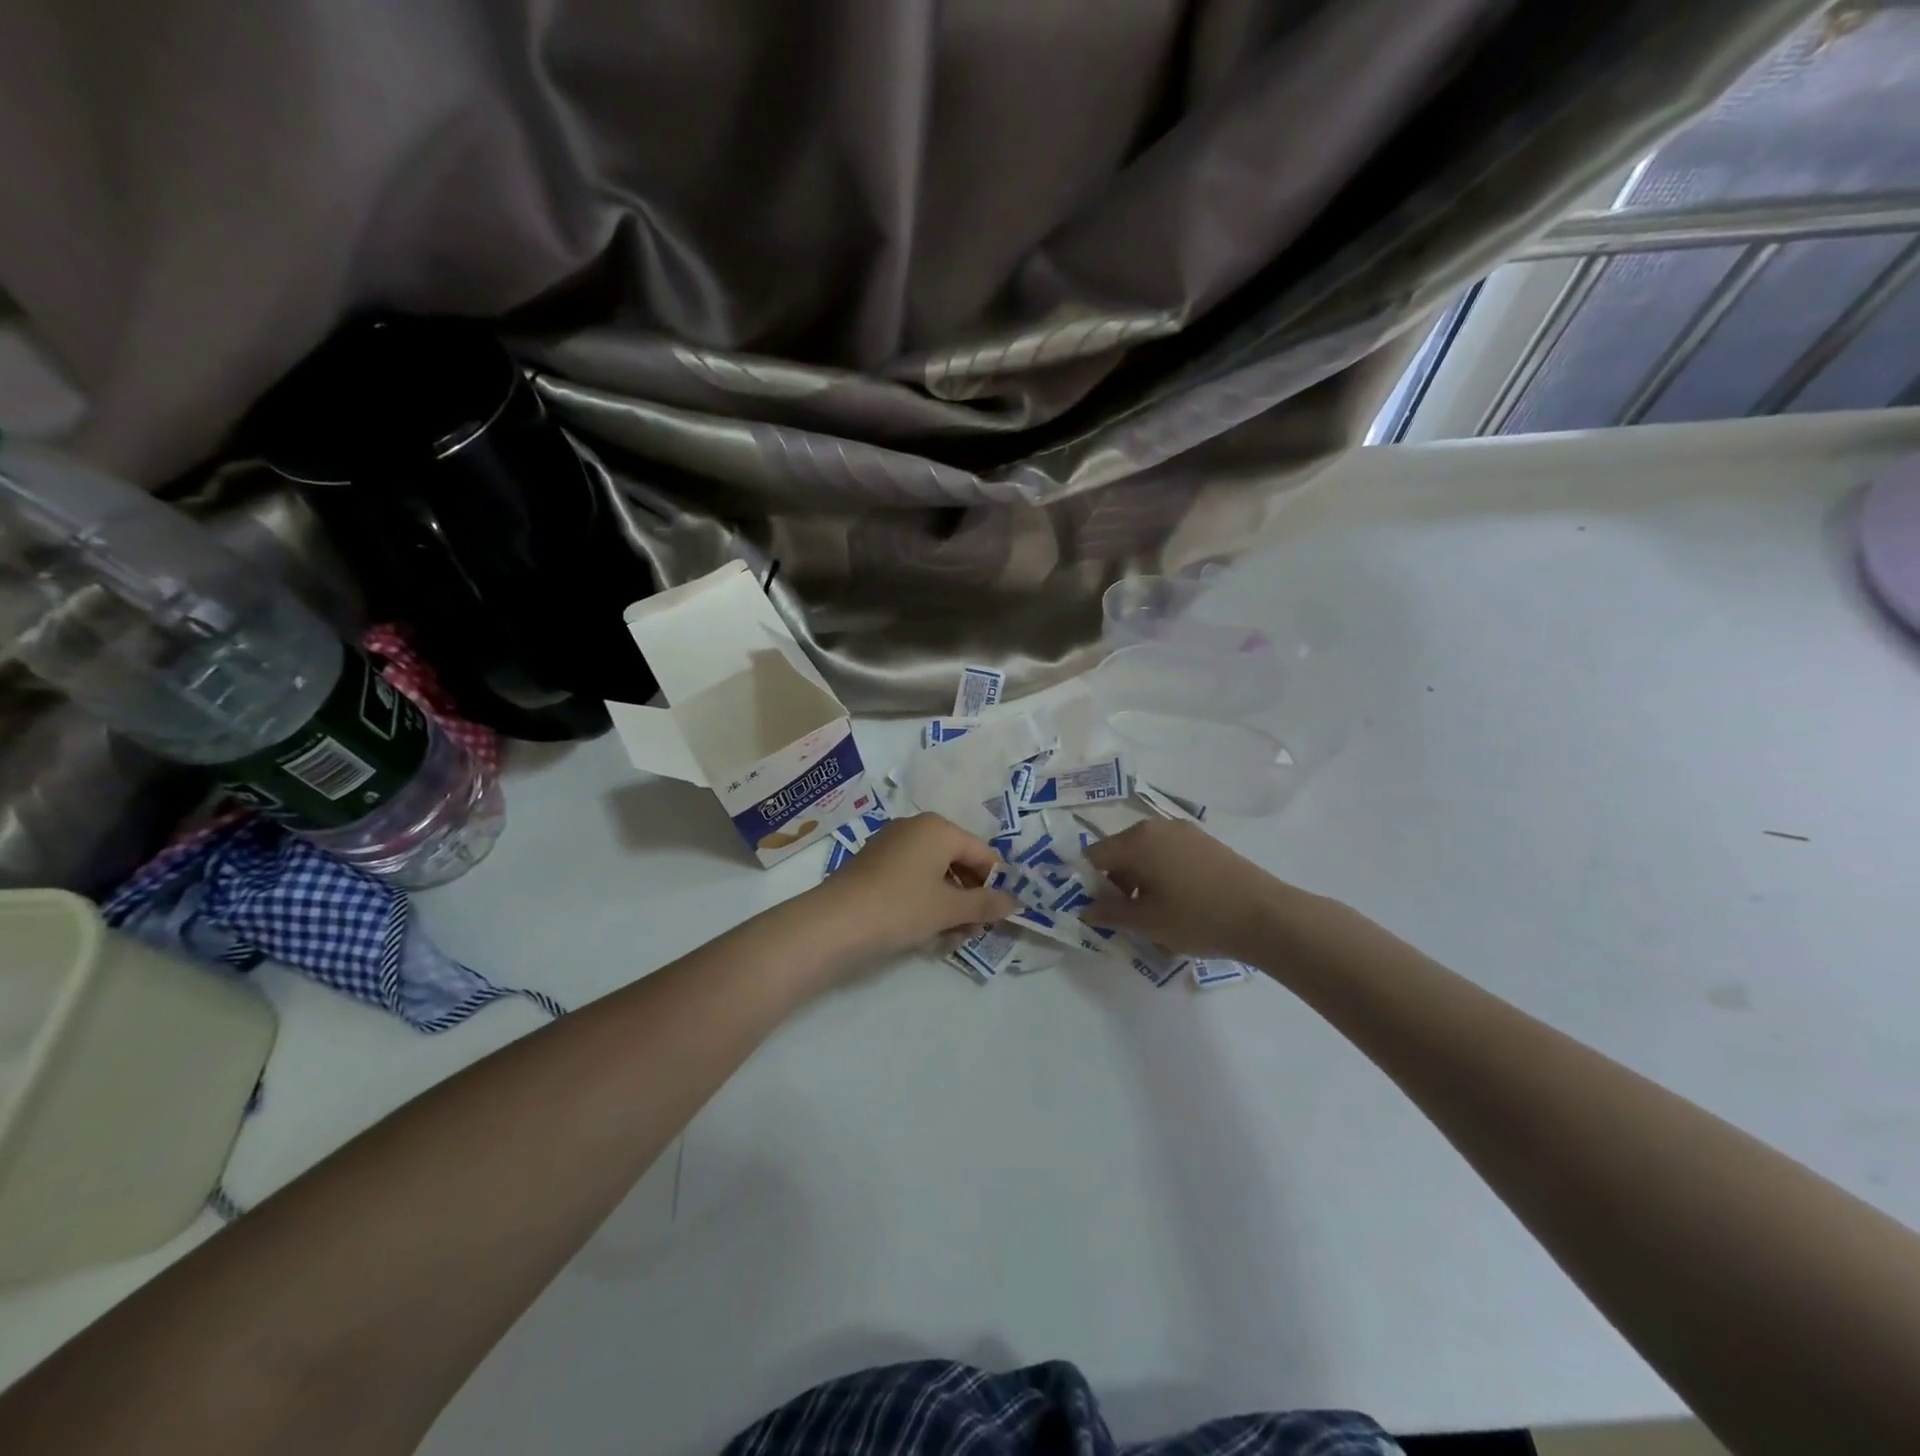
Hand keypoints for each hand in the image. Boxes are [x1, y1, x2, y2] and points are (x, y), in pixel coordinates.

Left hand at [805, 813, 1018, 964]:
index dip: (995, 885)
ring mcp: (891, 846)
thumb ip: (985, 904)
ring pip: (934, 875)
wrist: (834, 923)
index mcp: (938, 828)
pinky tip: (923, 933)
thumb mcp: (949, 909)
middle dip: (969, 899)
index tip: (998, 917)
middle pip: (958, 862)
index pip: (982, 853)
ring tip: (949, 939)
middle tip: (972, 932)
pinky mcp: (873, 866)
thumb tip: (1014, 902)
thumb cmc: (900, 907)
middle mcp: (915, 828)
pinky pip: (911, 880)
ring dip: (948, 906)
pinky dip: (923, 903)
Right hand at [1084, 819, 1300, 961]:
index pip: (1094, 856)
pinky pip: (1170, 857)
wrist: (1265, 916)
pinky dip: (1164, 877)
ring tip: (1156, 918)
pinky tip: (1181, 907)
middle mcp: (1157, 827)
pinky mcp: (1206, 843)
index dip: (1088, 883)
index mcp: (1137, 840)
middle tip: (1128, 919)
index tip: (1099, 911)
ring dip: (1142, 883)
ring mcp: (1185, 832)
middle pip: (1120, 853)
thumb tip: (1084, 908)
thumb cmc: (1197, 917)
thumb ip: (1109, 913)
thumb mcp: (1147, 922)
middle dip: (1117, 885)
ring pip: (1146, 856)